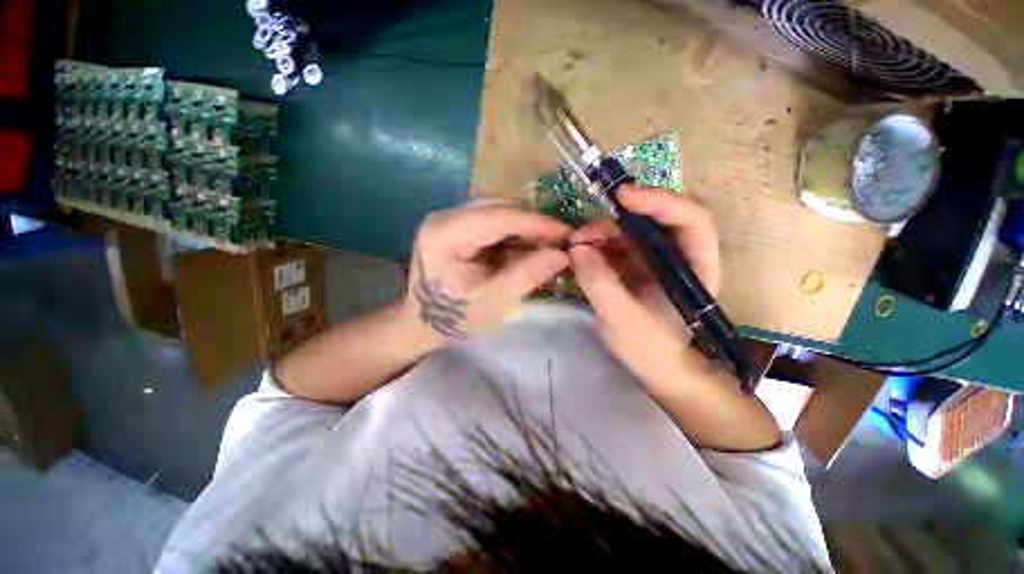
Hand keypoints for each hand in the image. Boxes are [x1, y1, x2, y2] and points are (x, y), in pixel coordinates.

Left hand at [405, 202, 571, 340]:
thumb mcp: (494, 301)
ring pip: (499, 211)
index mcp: (445, 234)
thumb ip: (527, 276)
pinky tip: (528, 248)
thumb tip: (563, 254)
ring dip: (525, 228)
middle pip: (498, 208)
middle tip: (560, 242)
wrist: (425, 321)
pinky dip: (514, 233)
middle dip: (532, 224)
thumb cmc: (456, 316)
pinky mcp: (458, 225)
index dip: (536, 222)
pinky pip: (494, 221)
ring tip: (547, 246)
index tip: (567, 232)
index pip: (497, 217)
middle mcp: (444, 217)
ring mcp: (450, 218)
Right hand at [568, 186, 721, 386]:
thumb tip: (577, 249)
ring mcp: (657, 260)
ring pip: (631, 232)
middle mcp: (679, 255)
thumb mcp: (623, 320)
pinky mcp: (638, 267)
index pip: (689, 219)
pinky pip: (617, 247)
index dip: (659, 200)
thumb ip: (600, 284)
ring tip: (574, 248)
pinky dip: (597, 247)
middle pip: (654, 220)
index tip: (621, 196)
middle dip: (616, 221)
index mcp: (695, 266)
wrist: (660, 370)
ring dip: (601, 234)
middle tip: (581, 234)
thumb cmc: (653, 350)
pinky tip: (580, 256)